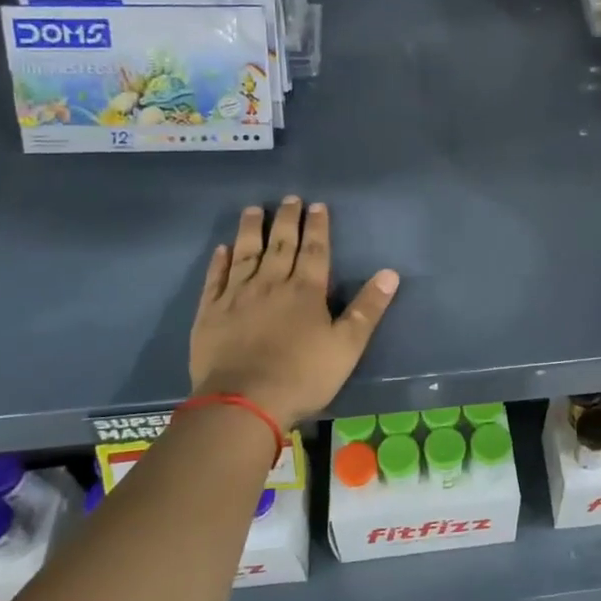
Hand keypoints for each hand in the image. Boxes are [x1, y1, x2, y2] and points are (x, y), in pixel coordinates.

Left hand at [188, 197, 399, 431]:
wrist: (242, 402)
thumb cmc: (302, 375)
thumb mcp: (347, 346)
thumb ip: (368, 309)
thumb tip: (391, 273)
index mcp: (306, 291)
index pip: (315, 250)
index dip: (317, 227)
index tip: (317, 205)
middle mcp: (271, 284)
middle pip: (280, 245)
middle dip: (286, 220)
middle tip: (289, 198)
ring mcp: (237, 296)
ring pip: (245, 254)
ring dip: (251, 230)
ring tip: (253, 209)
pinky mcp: (210, 313)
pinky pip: (215, 280)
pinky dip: (219, 262)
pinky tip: (222, 250)